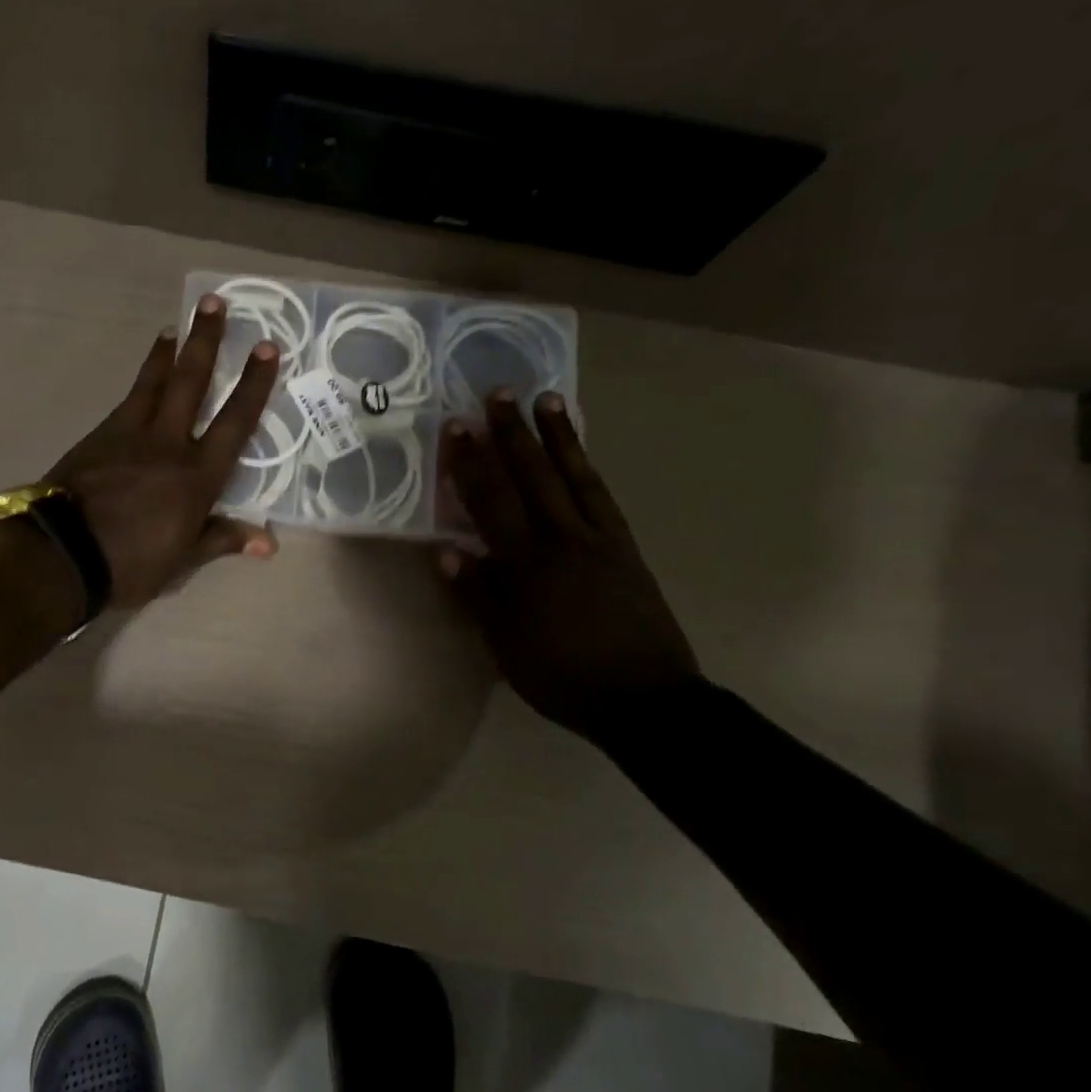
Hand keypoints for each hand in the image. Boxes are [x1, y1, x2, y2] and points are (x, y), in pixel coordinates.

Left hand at [47, 294, 278, 606]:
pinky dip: (140, 381)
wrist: (62, 553)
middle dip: (207, 341)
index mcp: (197, 477)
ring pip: (154, 382)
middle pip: (191, 382)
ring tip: (177, 325)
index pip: (234, 422)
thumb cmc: (131, 563)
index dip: (254, 384)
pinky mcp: (99, 436)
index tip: (267, 347)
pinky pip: (127, 399)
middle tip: (214, 303)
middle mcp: (168, 444)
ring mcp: (130, 435)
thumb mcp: (183, 561)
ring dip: (168, 351)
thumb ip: (222, 539)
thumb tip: (269, 543)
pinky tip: (143, 376)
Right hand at [441, 391, 700, 746]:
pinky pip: (603, 497)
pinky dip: (588, 467)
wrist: (645, 698)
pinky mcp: (626, 548)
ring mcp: (600, 540)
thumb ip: (477, 595)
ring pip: (573, 476)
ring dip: (556, 436)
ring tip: (544, 399)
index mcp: (527, 566)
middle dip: (511, 434)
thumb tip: (446, 551)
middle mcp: (563, 540)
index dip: (471, 463)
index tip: (457, 426)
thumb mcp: (506, 645)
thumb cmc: (562, 676)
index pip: (491, 503)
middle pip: (532, 477)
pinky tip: (579, 452)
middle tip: (497, 393)